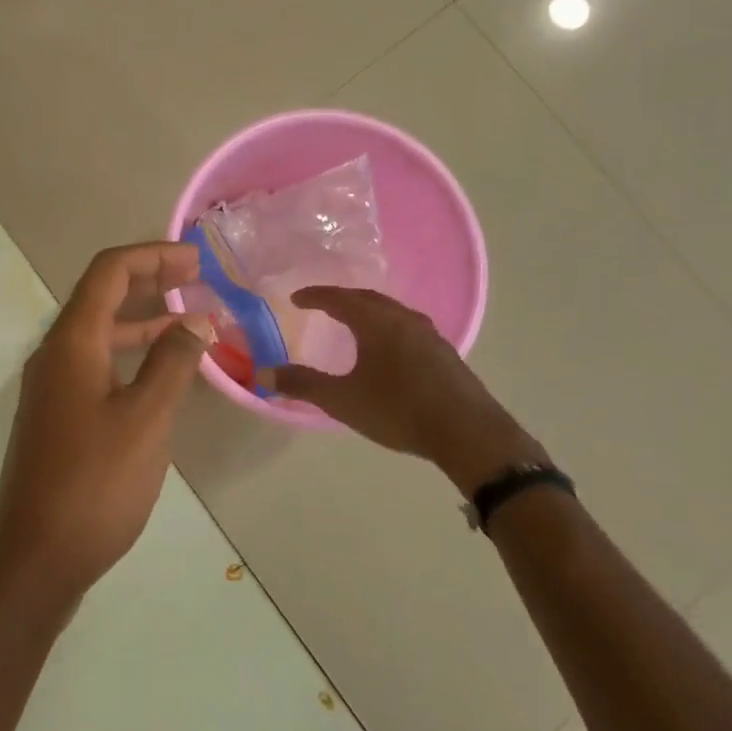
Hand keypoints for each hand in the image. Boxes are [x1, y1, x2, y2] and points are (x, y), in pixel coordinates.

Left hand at [0, 243, 208, 605]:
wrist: (35, 556)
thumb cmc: (94, 483)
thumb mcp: (145, 419)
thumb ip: (172, 363)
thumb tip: (198, 319)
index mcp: (71, 342)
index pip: (108, 272)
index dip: (152, 256)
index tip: (197, 261)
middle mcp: (55, 355)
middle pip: (102, 297)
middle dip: (150, 281)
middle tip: (199, 281)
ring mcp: (53, 388)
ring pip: (101, 334)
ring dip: (144, 322)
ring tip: (193, 324)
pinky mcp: (59, 417)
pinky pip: (98, 366)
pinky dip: (132, 357)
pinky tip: (164, 376)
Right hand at [271, 287, 546, 493]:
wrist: (468, 433)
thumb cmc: (398, 410)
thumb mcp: (342, 400)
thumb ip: (302, 385)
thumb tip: (263, 374)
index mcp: (377, 322)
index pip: (339, 299)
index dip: (315, 296)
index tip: (295, 298)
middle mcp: (404, 319)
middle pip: (368, 299)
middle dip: (342, 299)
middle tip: (322, 305)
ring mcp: (430, 335)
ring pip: (392, 312)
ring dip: (368, 313)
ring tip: (353, 324)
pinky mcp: (445, 354)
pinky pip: (407, 328)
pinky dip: (387, 328)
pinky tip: (387, 349)